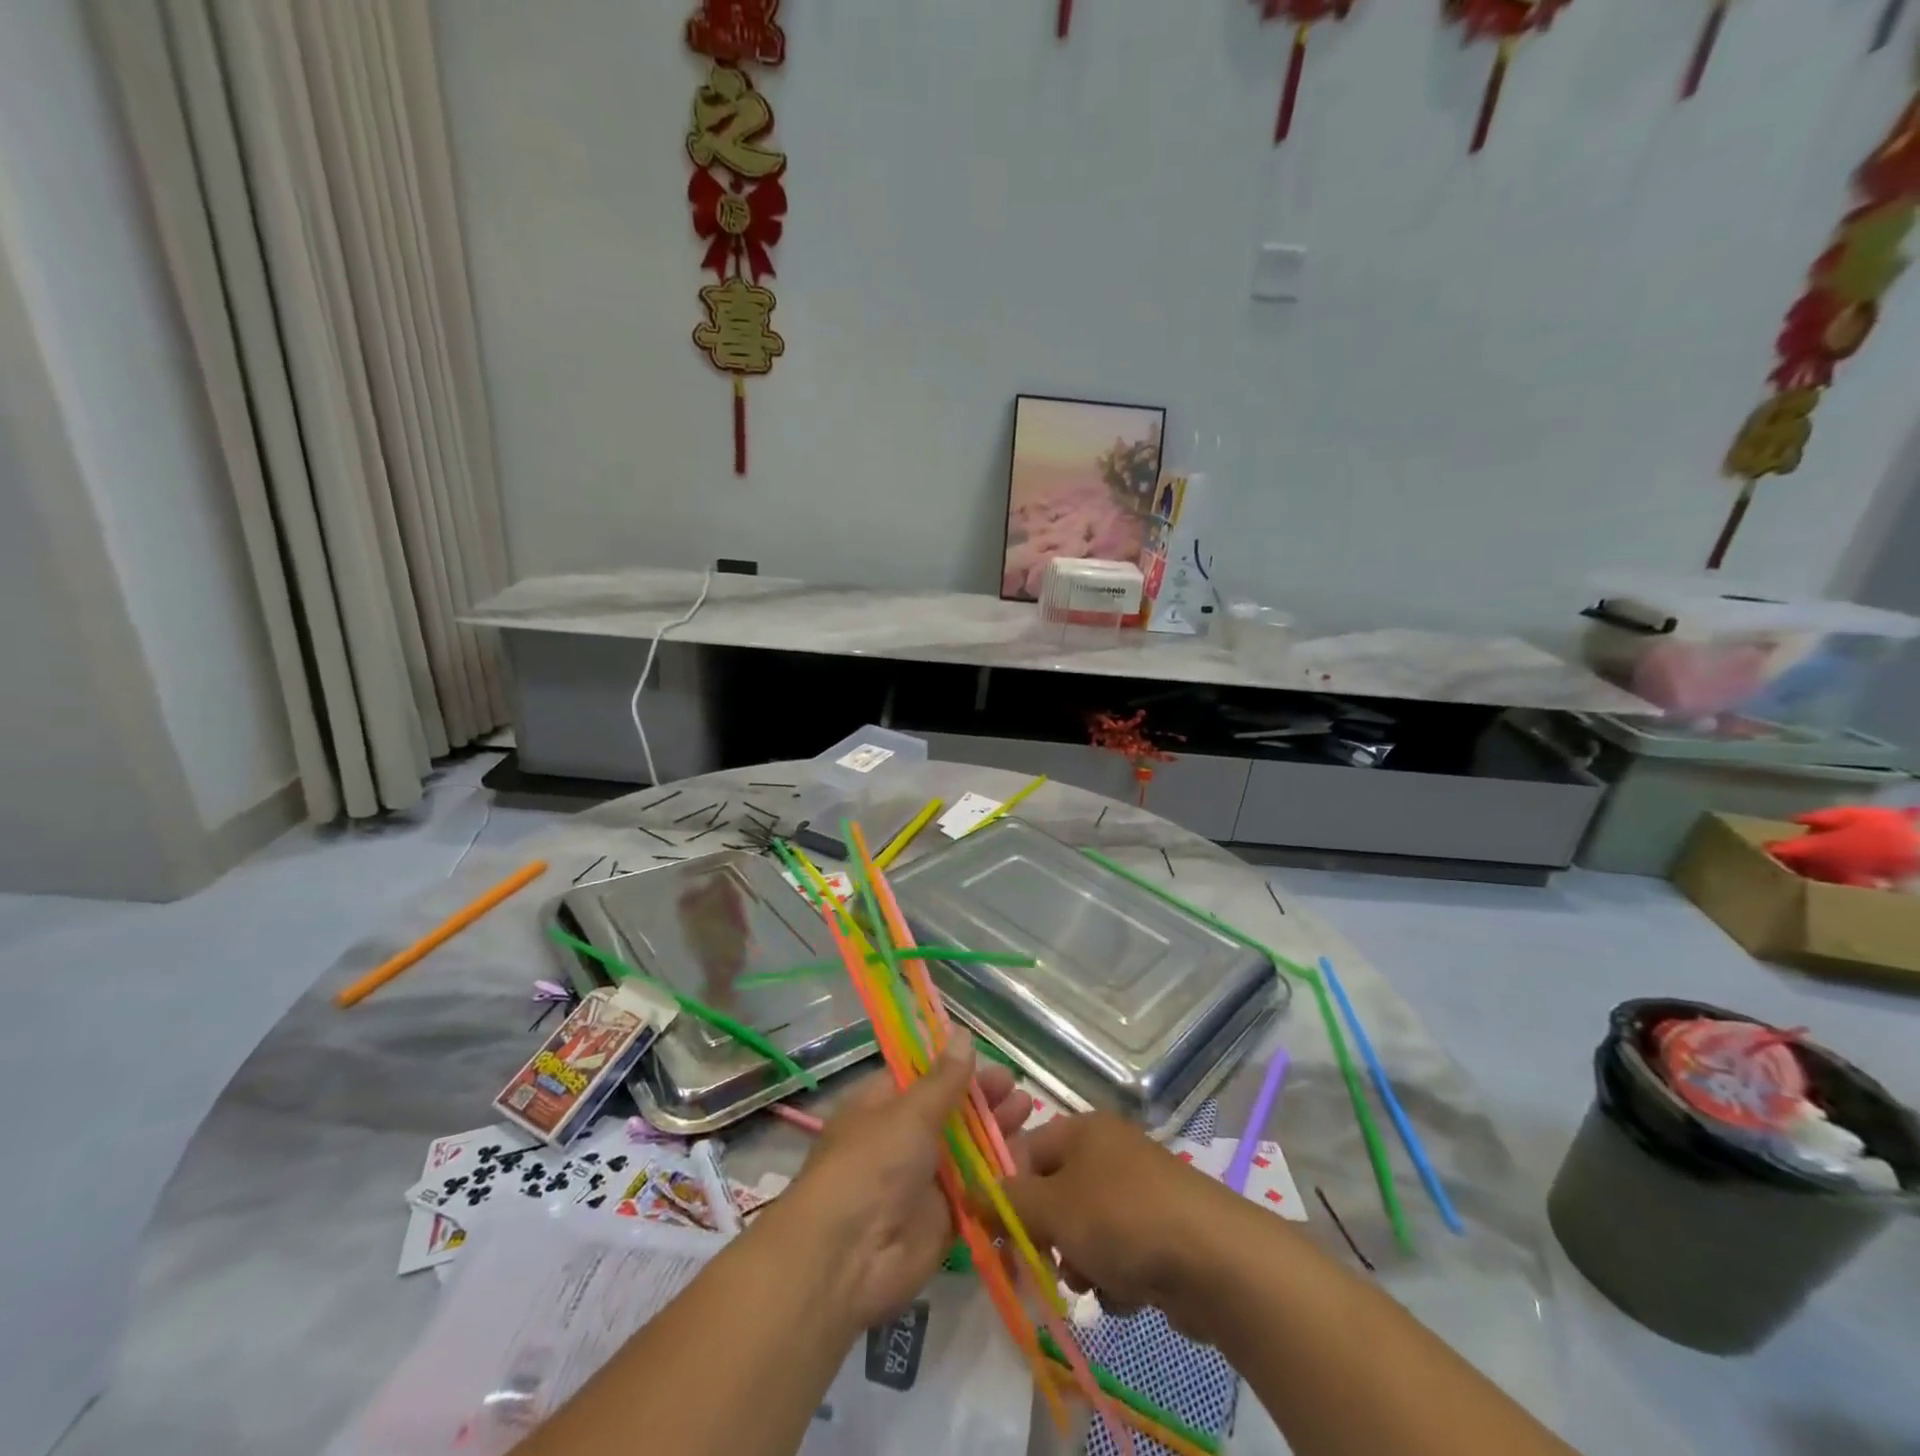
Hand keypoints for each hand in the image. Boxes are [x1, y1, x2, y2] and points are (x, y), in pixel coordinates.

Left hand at [774, 1035, 1031, 1330]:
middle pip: (949, 1113)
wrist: (847, 1259)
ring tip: (1029, 1114)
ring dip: (996, 1133)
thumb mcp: (909, 1112)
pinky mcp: (942, 1220)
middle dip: (983, 1100)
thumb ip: (944, 1079)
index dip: (955, 1067)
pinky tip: (1029, 1158)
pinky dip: (1000, 1177)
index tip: (989, 1060)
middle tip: (1017, 1089)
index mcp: (881, 1106)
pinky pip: (976, 1192)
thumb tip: (963, 1034)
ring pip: (967, 1151)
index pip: (922, 1077)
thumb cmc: (871, 1165)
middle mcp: (901, 1139)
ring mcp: (922, 1181)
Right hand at [1004, 1111, 1251, 1343]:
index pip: (1025, 1151)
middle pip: (1054, 1194)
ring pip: (1083, 1231)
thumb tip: (969, 1194)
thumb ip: (1006, 1202)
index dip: (1006, 1191)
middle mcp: (1108, 1152)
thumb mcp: (1053, 1208)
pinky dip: (1114, 1277)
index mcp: (1082, 1130)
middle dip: (1047, 1235)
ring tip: (1094, 1281)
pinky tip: (1126, 1292)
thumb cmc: (1122, 1218)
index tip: (997, 1234)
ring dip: (1080, 1262)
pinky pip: (1116, 1253)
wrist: (1215, 1260)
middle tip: (1044, 1265)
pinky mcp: (1160, 1232)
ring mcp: (1137, 1191)